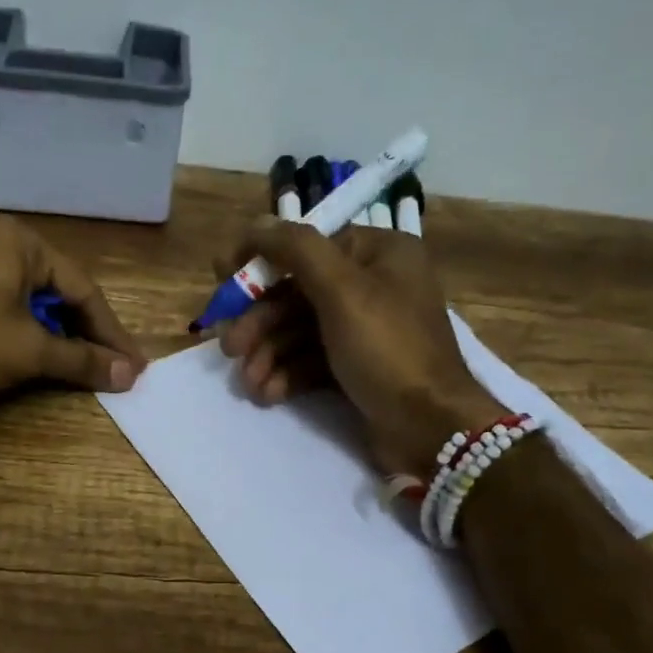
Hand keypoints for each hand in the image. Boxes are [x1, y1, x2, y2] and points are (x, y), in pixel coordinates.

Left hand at [0, 216, 146, 402]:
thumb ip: (82, 360)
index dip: (111, 334)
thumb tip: (130, 375)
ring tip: (80, 368)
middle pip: (58, 292)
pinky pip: (4, 306)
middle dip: (86, 334)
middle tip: (112, 370)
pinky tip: (35, 356)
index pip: (83, 289)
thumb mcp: (28, 352)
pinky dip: (26, 333)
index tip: (135, 367)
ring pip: (31, 301)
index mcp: (20, 241)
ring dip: (58, 336)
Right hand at [215, 222, 503, 476]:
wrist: (430, 427)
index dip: (262, 261)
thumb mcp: (342, 291)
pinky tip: (268, 393)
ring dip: (268, 354)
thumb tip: (256, 224)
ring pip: (300, 331)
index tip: (222, 278)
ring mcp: (365, 330)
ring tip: (248, 382)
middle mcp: (373, 286)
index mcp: (379, 254)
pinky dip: (287, 374)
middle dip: (260, 322)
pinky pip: (312, 361)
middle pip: (298, 293)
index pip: (307, 246)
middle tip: (229, 348)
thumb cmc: (388, 349)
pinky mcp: (357, 368)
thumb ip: (296, 250)